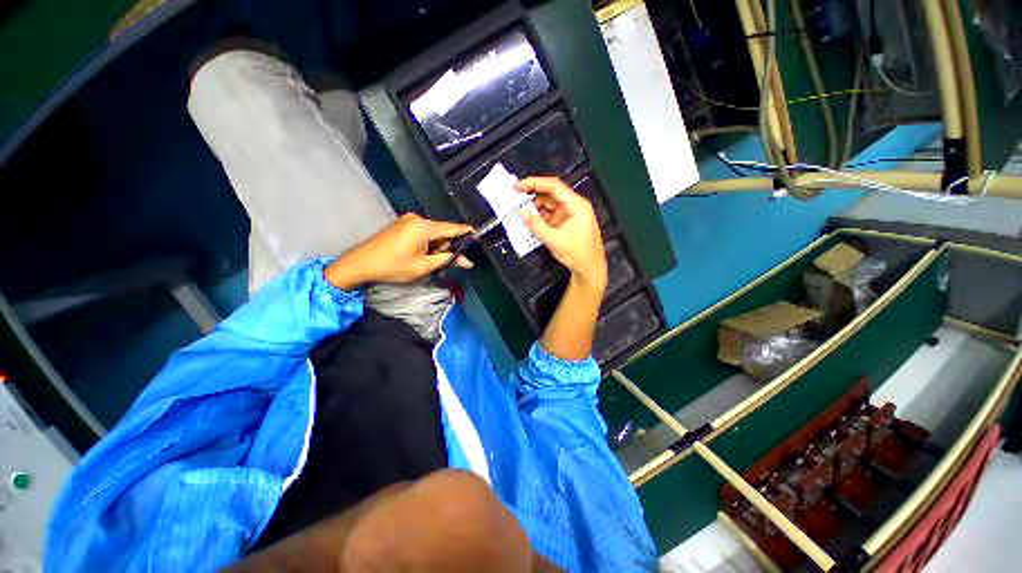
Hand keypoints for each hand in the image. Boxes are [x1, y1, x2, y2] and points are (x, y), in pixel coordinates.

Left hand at [325, 213, 473, 289]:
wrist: (360, 263)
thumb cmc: (393, 266)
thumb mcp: (423, 266)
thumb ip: (447, 261)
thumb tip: (467, 261)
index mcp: (423, 227)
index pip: (452, 228)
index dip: (466, 232)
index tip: (477, 235)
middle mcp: (417, 219)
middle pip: (442, 231)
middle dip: (446, 246)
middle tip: (442, 263)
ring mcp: (407, 220)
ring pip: (432, 233)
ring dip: (435, 246)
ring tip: (426, 261)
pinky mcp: (401, 224)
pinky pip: (421, 232)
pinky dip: (426, 243)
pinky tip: (419, 254)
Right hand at [515, 177, 606, 292]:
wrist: (590, 270)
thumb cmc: (577, 254)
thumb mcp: (555, 240)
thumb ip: (536, 226)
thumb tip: (521, 213)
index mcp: (576, 205)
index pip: (554, 186)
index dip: (535, 183)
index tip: (517, 187)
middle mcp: (573, 206)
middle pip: (551, 194)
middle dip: (533, 196)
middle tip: (515, 201)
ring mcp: (569, 215)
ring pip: (549, 205)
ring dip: (535, 208)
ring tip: (520, 212)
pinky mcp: (565, 224)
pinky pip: (550, 216)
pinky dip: (540, 218)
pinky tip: (529, 221)